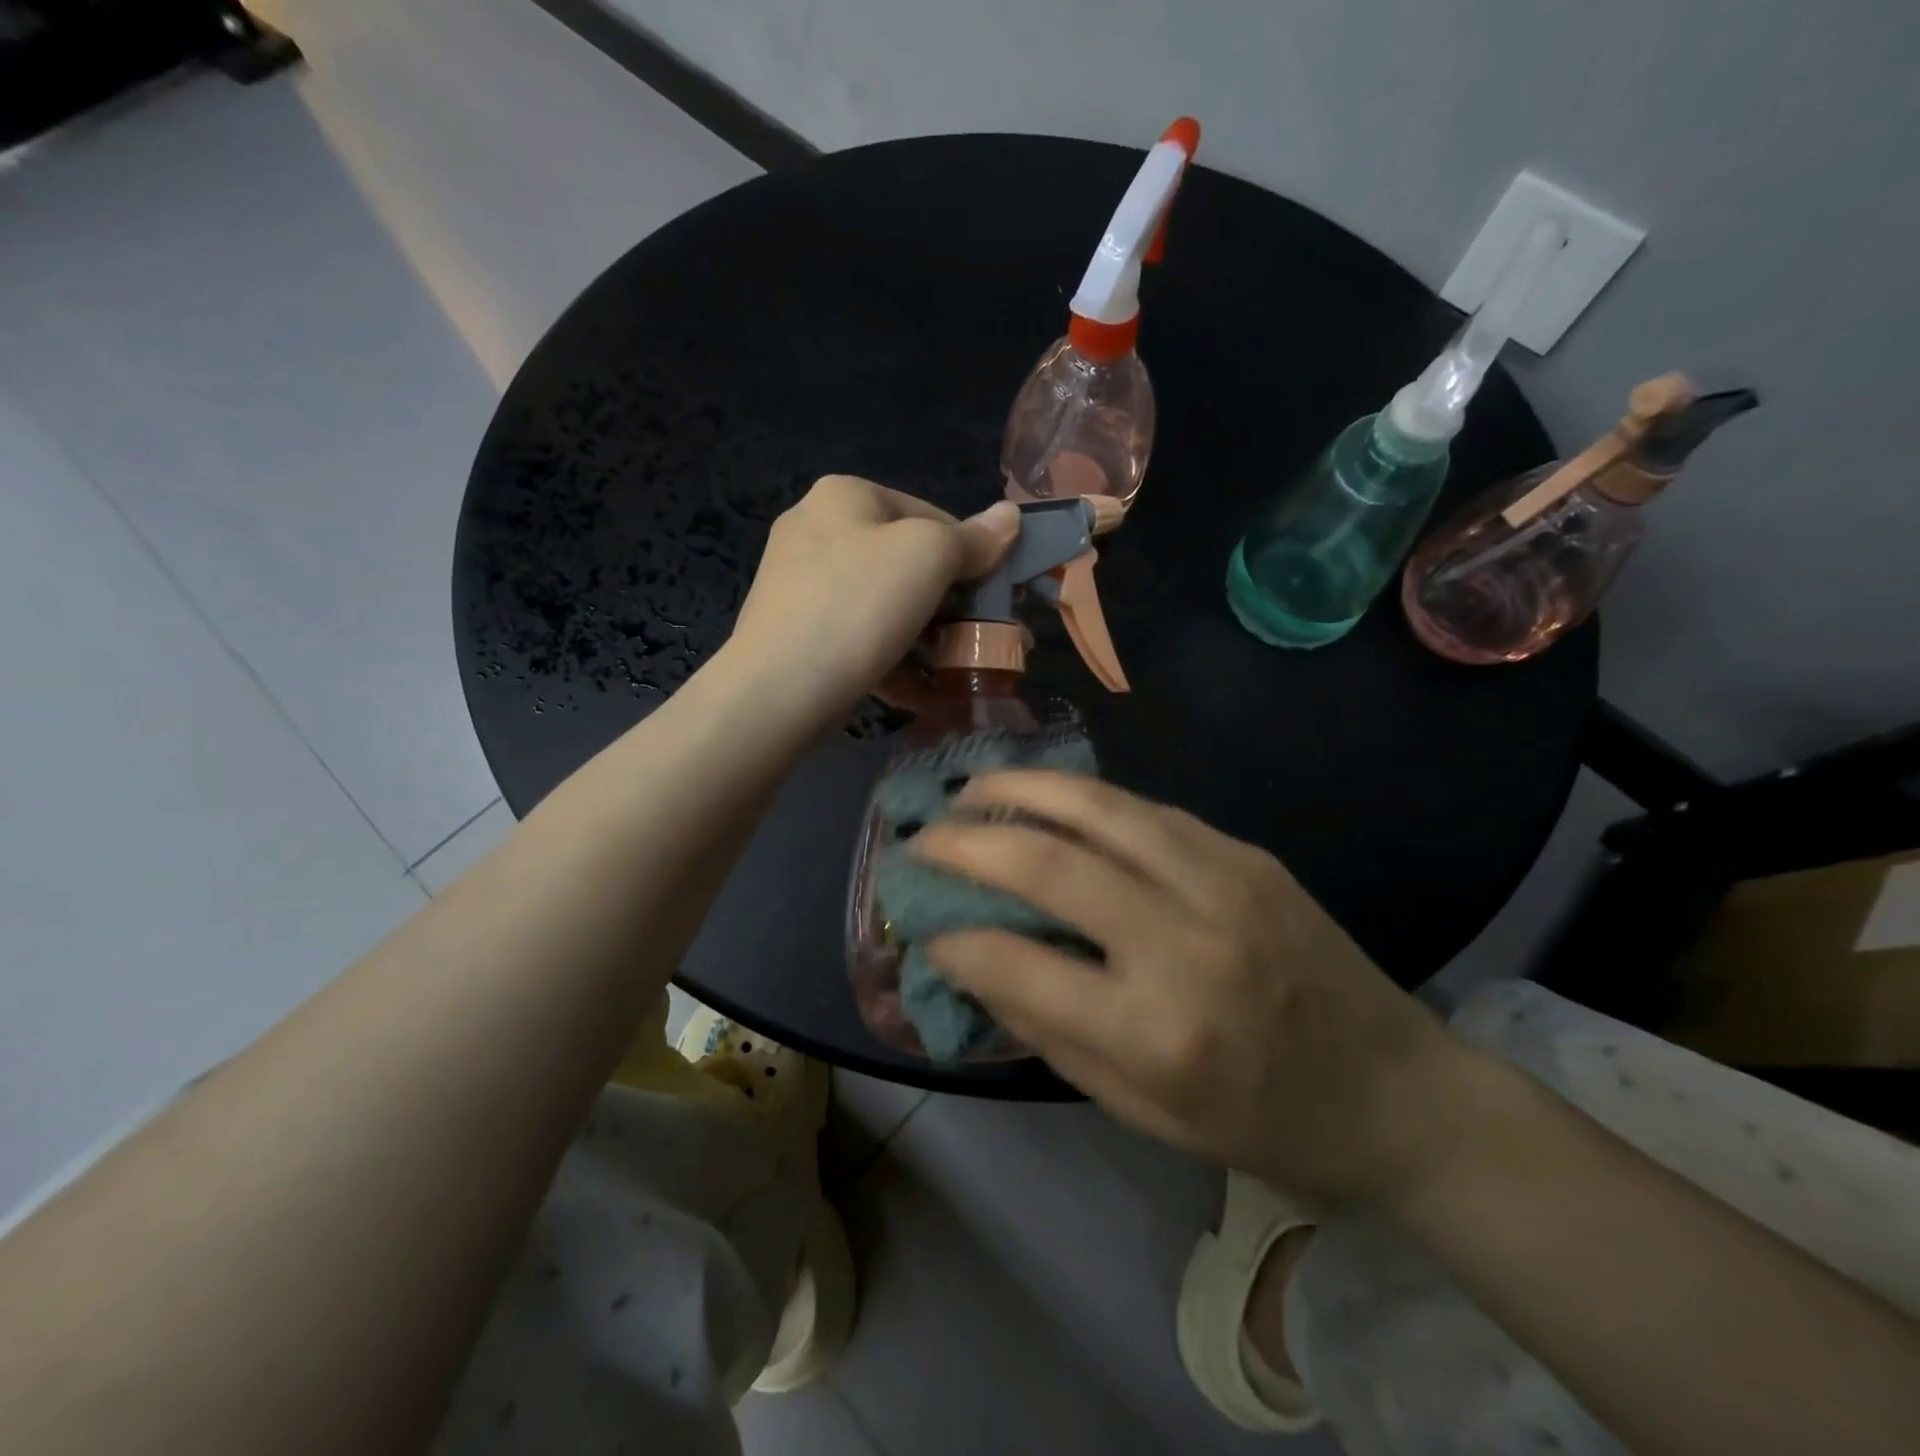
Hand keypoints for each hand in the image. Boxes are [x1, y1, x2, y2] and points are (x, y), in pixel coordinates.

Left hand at [730, 476, 1019, 724]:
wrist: (779, 688)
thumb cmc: (859, 605)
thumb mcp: (928, 557)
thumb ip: (973, 537)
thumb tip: (1011, 515)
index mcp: (846, 496)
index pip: (931, 515)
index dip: (972, 554)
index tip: (998, 597)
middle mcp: (817, 530)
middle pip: (907, 563)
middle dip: (953, 605)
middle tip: (988, 638)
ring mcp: (803, 586)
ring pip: (886, 607)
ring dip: (929, 640)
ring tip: (961, 671)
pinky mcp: (799, 634)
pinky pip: (860, 639)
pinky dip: (895, 663)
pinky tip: (924, 694)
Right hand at [913, 771, 1478, 1205]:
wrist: (1396, 1091)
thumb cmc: (1263, 1124)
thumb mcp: (1144, 1112)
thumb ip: (1051, 1033)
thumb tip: (974, 964)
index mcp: (1156, 1032)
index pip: (1019, 963)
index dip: (955, 939)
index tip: (923, 925)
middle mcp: (1185, 942)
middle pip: (1049, 864)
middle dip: (968, 843)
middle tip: (922, 836)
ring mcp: (1223, 882)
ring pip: (1097, 808)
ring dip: (1021, 790)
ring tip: (972, 790)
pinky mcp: (1246, 852)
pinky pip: (1145, 810)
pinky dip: (1083, 798)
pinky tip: (1050, 799)